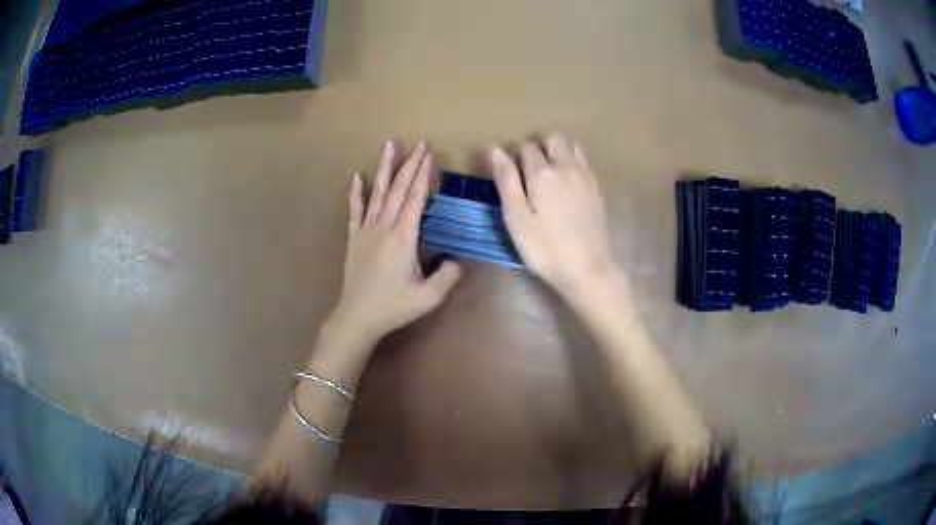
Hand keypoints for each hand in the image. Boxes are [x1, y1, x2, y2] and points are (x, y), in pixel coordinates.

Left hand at [328, 142, 461, 345]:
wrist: (357, 317)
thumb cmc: (393, 307)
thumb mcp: (429, 297)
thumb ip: (448, 276)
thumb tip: (458, 259)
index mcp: (403, 237)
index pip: (415, 198)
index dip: (423, 176)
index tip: (429, 156)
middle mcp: (384, 227)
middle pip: (398, 189)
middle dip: (410, 165)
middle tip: (419, 144)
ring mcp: (365, 230)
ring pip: (377, 193)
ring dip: (384, 169)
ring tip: (389, 146)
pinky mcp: (353, 238)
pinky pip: (354, 210)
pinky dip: (355, 193)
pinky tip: (355, 177)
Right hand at [490, 134, 618, 298]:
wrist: (588, 270)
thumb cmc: (545, 249)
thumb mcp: (516, 219)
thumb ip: (506, 181)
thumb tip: (495, 149)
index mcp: (543, 173)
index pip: (526, 147)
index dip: (515, 155)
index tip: (511, 173)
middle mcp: (566, 167)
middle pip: (553, 138)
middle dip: (539, 145)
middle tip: (529, 170)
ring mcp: (586, 176)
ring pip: (572, 145)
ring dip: (558, 150)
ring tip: (549, 172)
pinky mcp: (597, 189)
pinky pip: (584, 161)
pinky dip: (573, 161)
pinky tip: (567, 182)